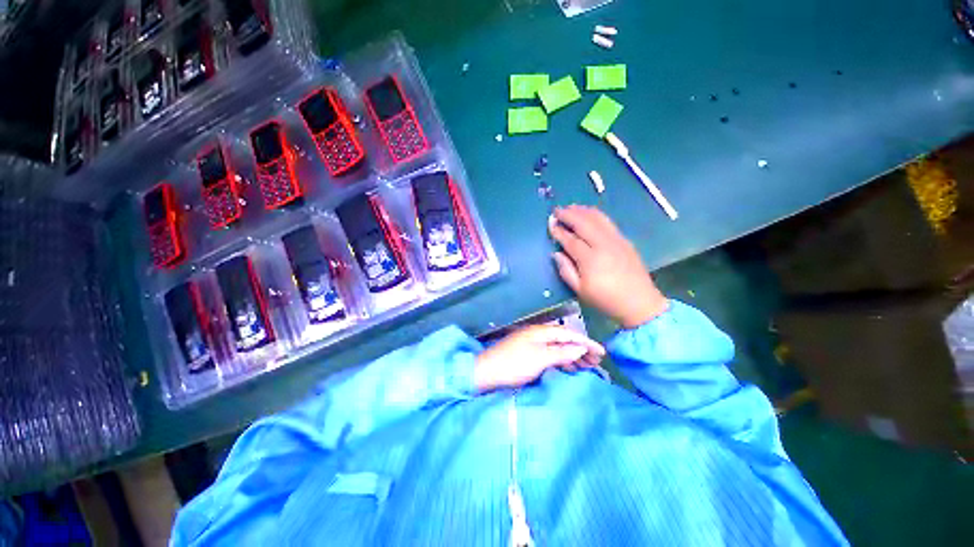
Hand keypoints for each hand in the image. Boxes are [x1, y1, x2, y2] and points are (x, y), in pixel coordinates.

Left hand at [474, 325, 604, 391]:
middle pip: (565, 339)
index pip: (570, 334)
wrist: (486, 372)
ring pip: (558, 347)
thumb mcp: (540, 358)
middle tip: (597, 362)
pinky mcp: (528, 353)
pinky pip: (551, 354)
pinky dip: (562, 360)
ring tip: (587, 366)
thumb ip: (562, 352)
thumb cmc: (514, 364)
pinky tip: (569, 368)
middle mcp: (538, 334)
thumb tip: (581, 347)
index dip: (587, 342)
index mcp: (542, 331)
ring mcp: (533, 343)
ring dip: (573, 355)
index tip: (603, 352)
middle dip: (582, 349)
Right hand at [549, 205, 668, 328]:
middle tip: (557, 210)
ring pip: (597, 218)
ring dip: (582, 211)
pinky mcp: (624, 240)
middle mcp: (603, 245)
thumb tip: (556, 253)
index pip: (570, 240)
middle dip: (569, 214)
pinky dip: (595, 214)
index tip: (550, 224)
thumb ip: (566, 270)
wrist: (639, 303)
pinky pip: (608, 222)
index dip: (559, 231)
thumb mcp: (580, 290)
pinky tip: (589, 214)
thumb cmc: (606, 300)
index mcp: (590, 259)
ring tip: (571, 207)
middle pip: (584, 223)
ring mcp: (616, 240)